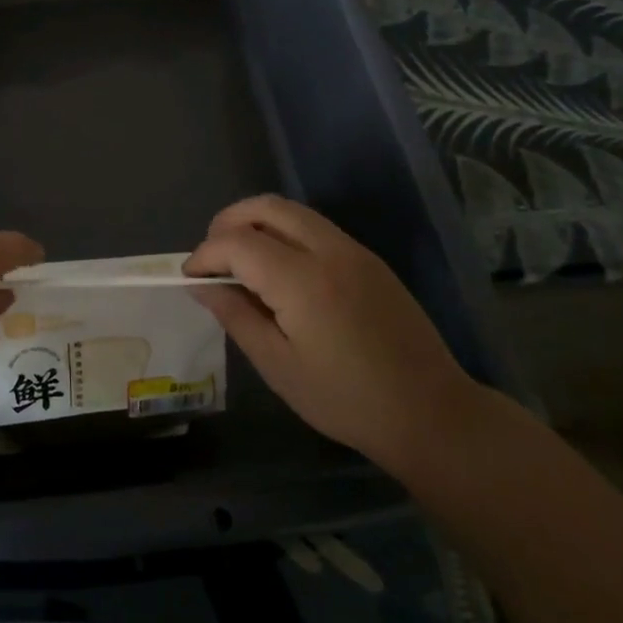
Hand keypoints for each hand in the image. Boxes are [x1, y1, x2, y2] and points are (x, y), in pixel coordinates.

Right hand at [186, 195, 476, 469]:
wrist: (432, 414)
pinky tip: (277, 271)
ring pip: (292, 211)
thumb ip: (236, 317)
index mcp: (303, 281)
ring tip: (238, 261)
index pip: (237, 242)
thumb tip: (202, 286)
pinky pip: (314, 228)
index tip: (190, 278)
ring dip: (256, 223)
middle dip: (227, 223)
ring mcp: (354, 251)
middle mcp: (329, 251)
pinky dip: (283, 233)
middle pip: (265, 207)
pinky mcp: (369, 260)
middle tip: (211, 259)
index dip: (205, 255)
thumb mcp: (279, 366)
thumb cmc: (346, 400)